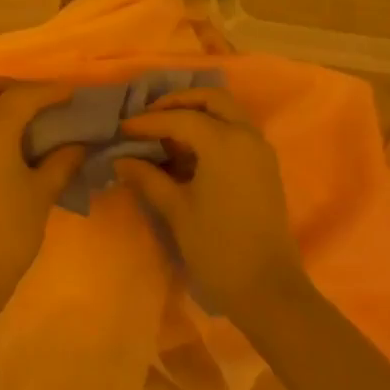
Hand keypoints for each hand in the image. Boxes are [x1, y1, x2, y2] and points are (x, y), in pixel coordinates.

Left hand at [0, 77, 84, 309]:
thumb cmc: (9, 230)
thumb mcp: (42, 193)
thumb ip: (61, 161)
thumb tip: (77, 144)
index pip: (23, 95)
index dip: (50, 91)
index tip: (73, 94)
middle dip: (16, 87)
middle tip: (44, 102)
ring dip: (0, 102)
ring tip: (30, 120)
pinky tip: (11, 142)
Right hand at [113, 88, 303, 324]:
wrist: (268, 290)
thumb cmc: (217, 247)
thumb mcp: (176, 209)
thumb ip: (147, 177)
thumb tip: (121, 159)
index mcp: (224, 141)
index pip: (179, 118)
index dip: (147, 122)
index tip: (122, 129)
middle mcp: (246, 136)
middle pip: (211, 99)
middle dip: (178, 102)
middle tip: (150, 117)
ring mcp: (260, 150)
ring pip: (227, 112)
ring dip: (197, 113)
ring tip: (166, 133)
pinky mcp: (265, 166)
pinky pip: (236, 130)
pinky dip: (212, 128)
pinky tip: (188, 151)